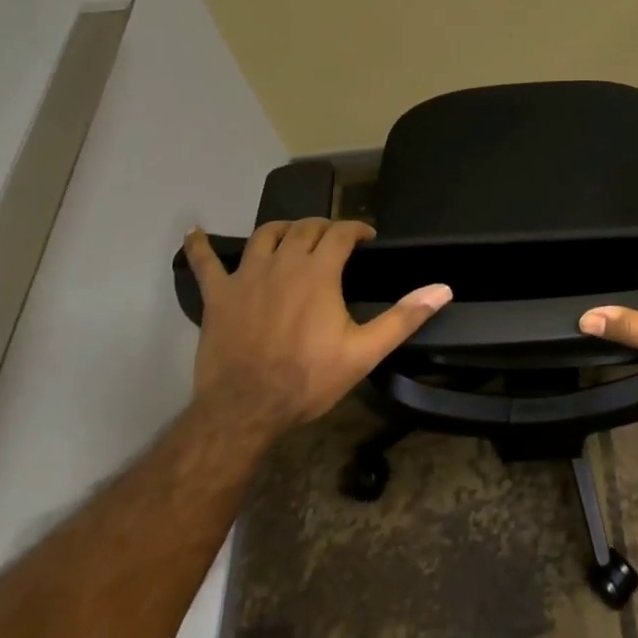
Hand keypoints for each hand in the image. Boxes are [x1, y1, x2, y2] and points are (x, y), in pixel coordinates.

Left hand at [183, 219, 450, 431]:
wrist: (245, 410)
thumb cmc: (308, 379)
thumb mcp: (364, 352)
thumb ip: (404, 317)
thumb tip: (443, 289)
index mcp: (318, 272)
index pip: (340, 233)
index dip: (356, 229)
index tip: (366, 238)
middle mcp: (282, 263)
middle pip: (305, 228)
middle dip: (324, 227)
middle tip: (336, 241)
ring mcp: (246, 276)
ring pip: (266, 235)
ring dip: (284, 229)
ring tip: (294, 236)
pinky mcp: (218, 295)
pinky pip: (204, 263)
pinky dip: (199, 246)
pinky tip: (194, 234)